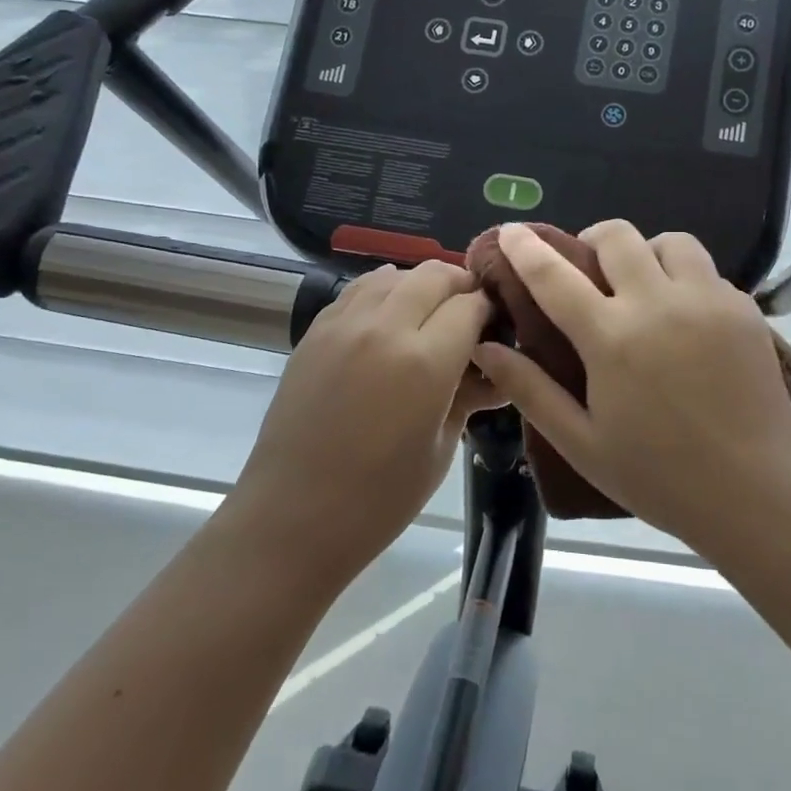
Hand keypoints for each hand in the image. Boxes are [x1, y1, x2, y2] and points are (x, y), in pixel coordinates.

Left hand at [231, 260, 502, 578]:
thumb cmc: (379, 499)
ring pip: (394, 274)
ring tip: (428, 315)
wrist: (293, 516)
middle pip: (434, 275)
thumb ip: (468, 395)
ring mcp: (344, 325)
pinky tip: (388, 320)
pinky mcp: (316, 331)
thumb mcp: (440, 449)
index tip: (497, 327)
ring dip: (421, 286)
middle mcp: (385, 328)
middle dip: (461, 287)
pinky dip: (383, 292)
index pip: (471, 305)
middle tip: (470, 316)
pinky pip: (358, 290)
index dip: (490, 311)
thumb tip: (495, 370)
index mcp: (425, 362)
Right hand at [471, 221, 790, 547]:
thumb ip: (530, 390)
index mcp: (612, 339)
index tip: (511, 230)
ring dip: (646, 253)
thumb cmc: (660, 477)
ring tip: (643, 285)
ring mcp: (708, 301)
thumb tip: (485, 348)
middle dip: (593, 241)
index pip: (555, 276)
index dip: (526, 249)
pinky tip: (685, 317)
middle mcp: (659, 304)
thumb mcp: (582, 443)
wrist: (756, 493)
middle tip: (589, 269)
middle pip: (617, 237)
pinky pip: (708, 271)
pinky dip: (686, 280)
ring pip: (670, 242)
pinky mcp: (744, 309)